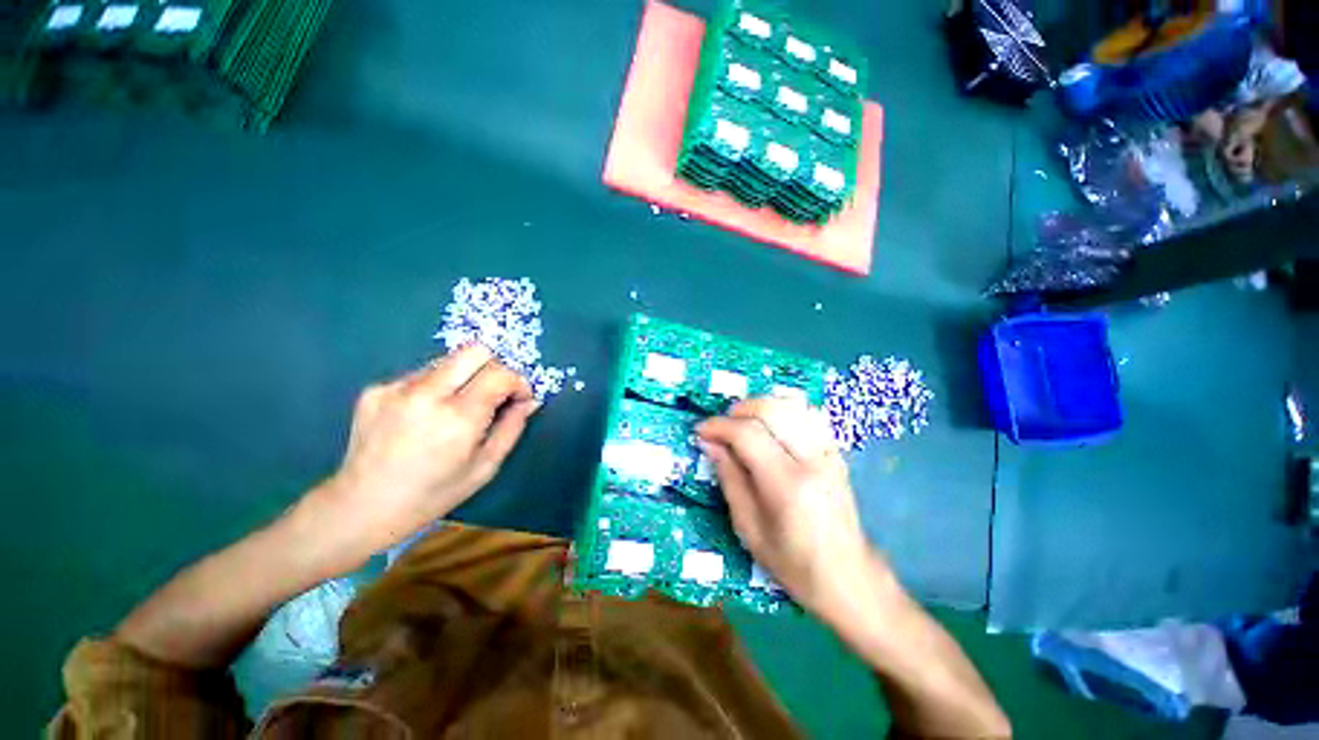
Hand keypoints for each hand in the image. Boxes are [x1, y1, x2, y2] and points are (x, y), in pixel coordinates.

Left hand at [317, 345, 539, 553]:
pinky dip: (436, 387)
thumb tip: (529, 400)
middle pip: (476, 351)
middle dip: (495, 366)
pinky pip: (422, 374)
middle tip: (494, 392)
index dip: (518, 381)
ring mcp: (396, 388)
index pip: (500, 374)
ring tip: (456, 409)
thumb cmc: (432, 495)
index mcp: (458, 419)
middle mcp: (426, 394)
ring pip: (449, 360)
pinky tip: (425, 416)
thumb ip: (512, 427)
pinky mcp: (377, 388)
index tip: (519, 397)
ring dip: (465, 377)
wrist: (360, 507)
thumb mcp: (485, 467)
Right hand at [697, 398, 890, 620]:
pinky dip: (782, 412)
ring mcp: (829, 453)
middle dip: (738, 410)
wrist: (848, 578)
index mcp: (787, 485)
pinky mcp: (836, 453)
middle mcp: (812, 460)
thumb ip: (729, 478)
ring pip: (791, 406)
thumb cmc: (792, 563)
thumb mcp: (748, 527)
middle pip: (771, 410)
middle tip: (721, 427)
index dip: (719, 426)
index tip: (700, 431)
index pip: (748, 434)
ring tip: (742, 424)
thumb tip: (709, 443)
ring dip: (759, 407)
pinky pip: (807, 415)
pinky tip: (769, 427)